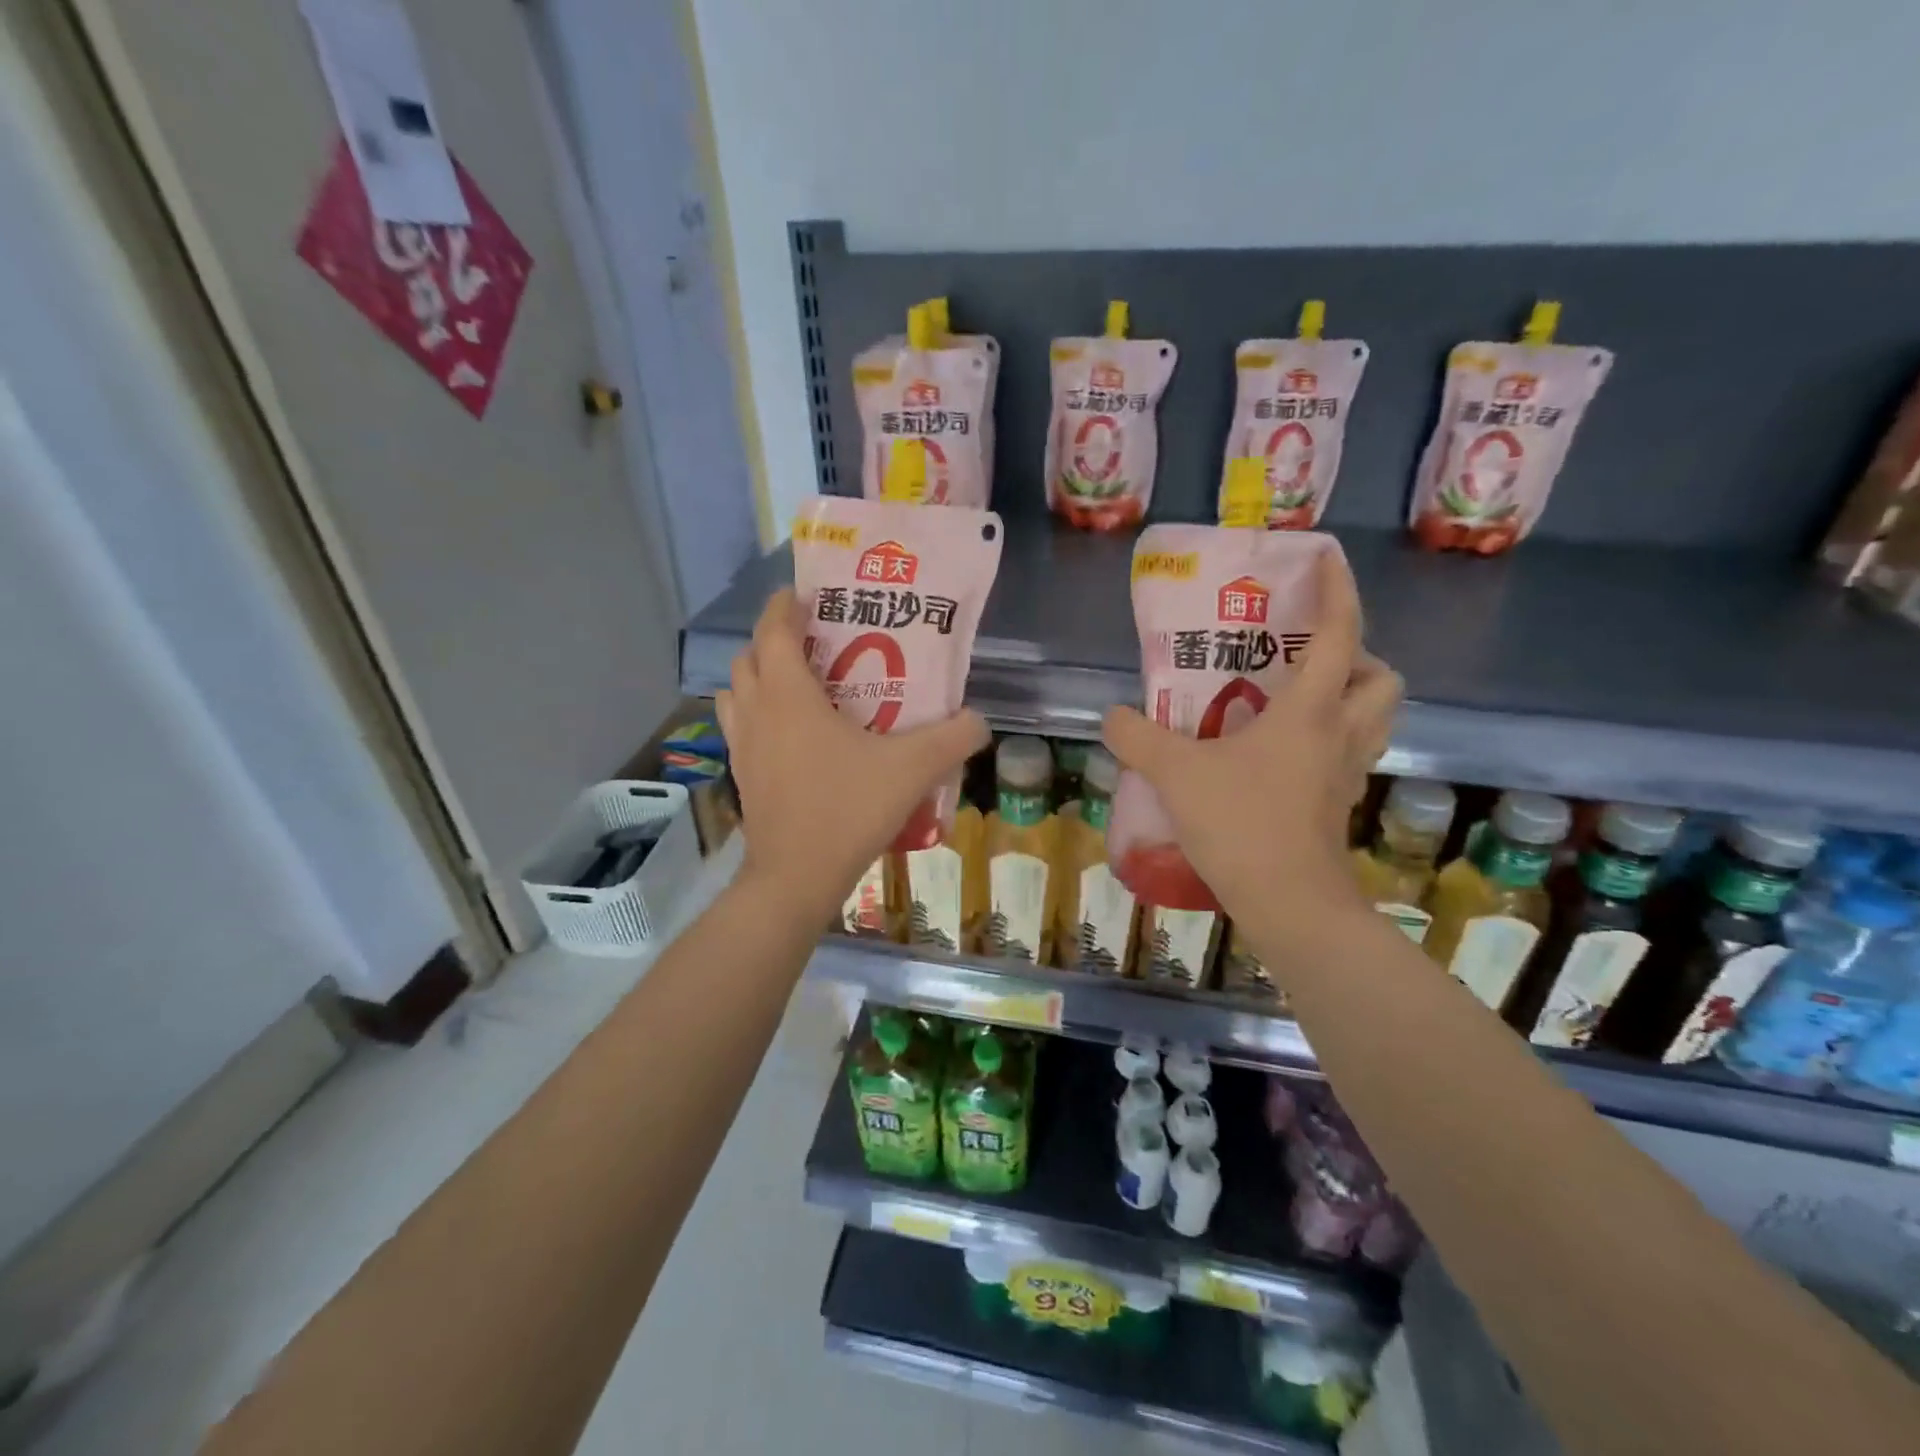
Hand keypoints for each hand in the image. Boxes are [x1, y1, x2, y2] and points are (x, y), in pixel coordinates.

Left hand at [716, 588, 989, 922]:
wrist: (796, 877)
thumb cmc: (848, 809)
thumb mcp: (912, 769)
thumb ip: (953, 738)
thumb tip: (979, 720)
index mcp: (789, 694)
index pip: (774, 631)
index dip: (784, 605)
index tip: (803, 593)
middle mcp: (757, 711)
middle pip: (749, 657)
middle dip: (774, 640)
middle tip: (811, 642)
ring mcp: (743, 746)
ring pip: (736, 692)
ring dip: (758, 677)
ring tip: (795, 684)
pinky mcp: (742, 776)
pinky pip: (741, 727)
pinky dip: (756, 715)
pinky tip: (790, 735)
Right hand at [1102, 551, 1401, 937]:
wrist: (1288, 902)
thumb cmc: (1241, 823)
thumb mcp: (1176, 773)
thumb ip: (1140, 738)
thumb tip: (1114, 716)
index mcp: (1311, 710)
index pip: (1340, 633)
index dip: (1338, 589)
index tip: (1327, 558)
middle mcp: (1342, 734)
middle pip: (1380, 677)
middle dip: (1357, 655)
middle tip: (1306, 656)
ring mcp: (1346, 773)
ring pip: (1374, 719)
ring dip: (1350, 697)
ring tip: (1297, 700)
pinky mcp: (1339, 805)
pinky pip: (1349, 755)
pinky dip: (1330, 740)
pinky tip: (1282, 754)